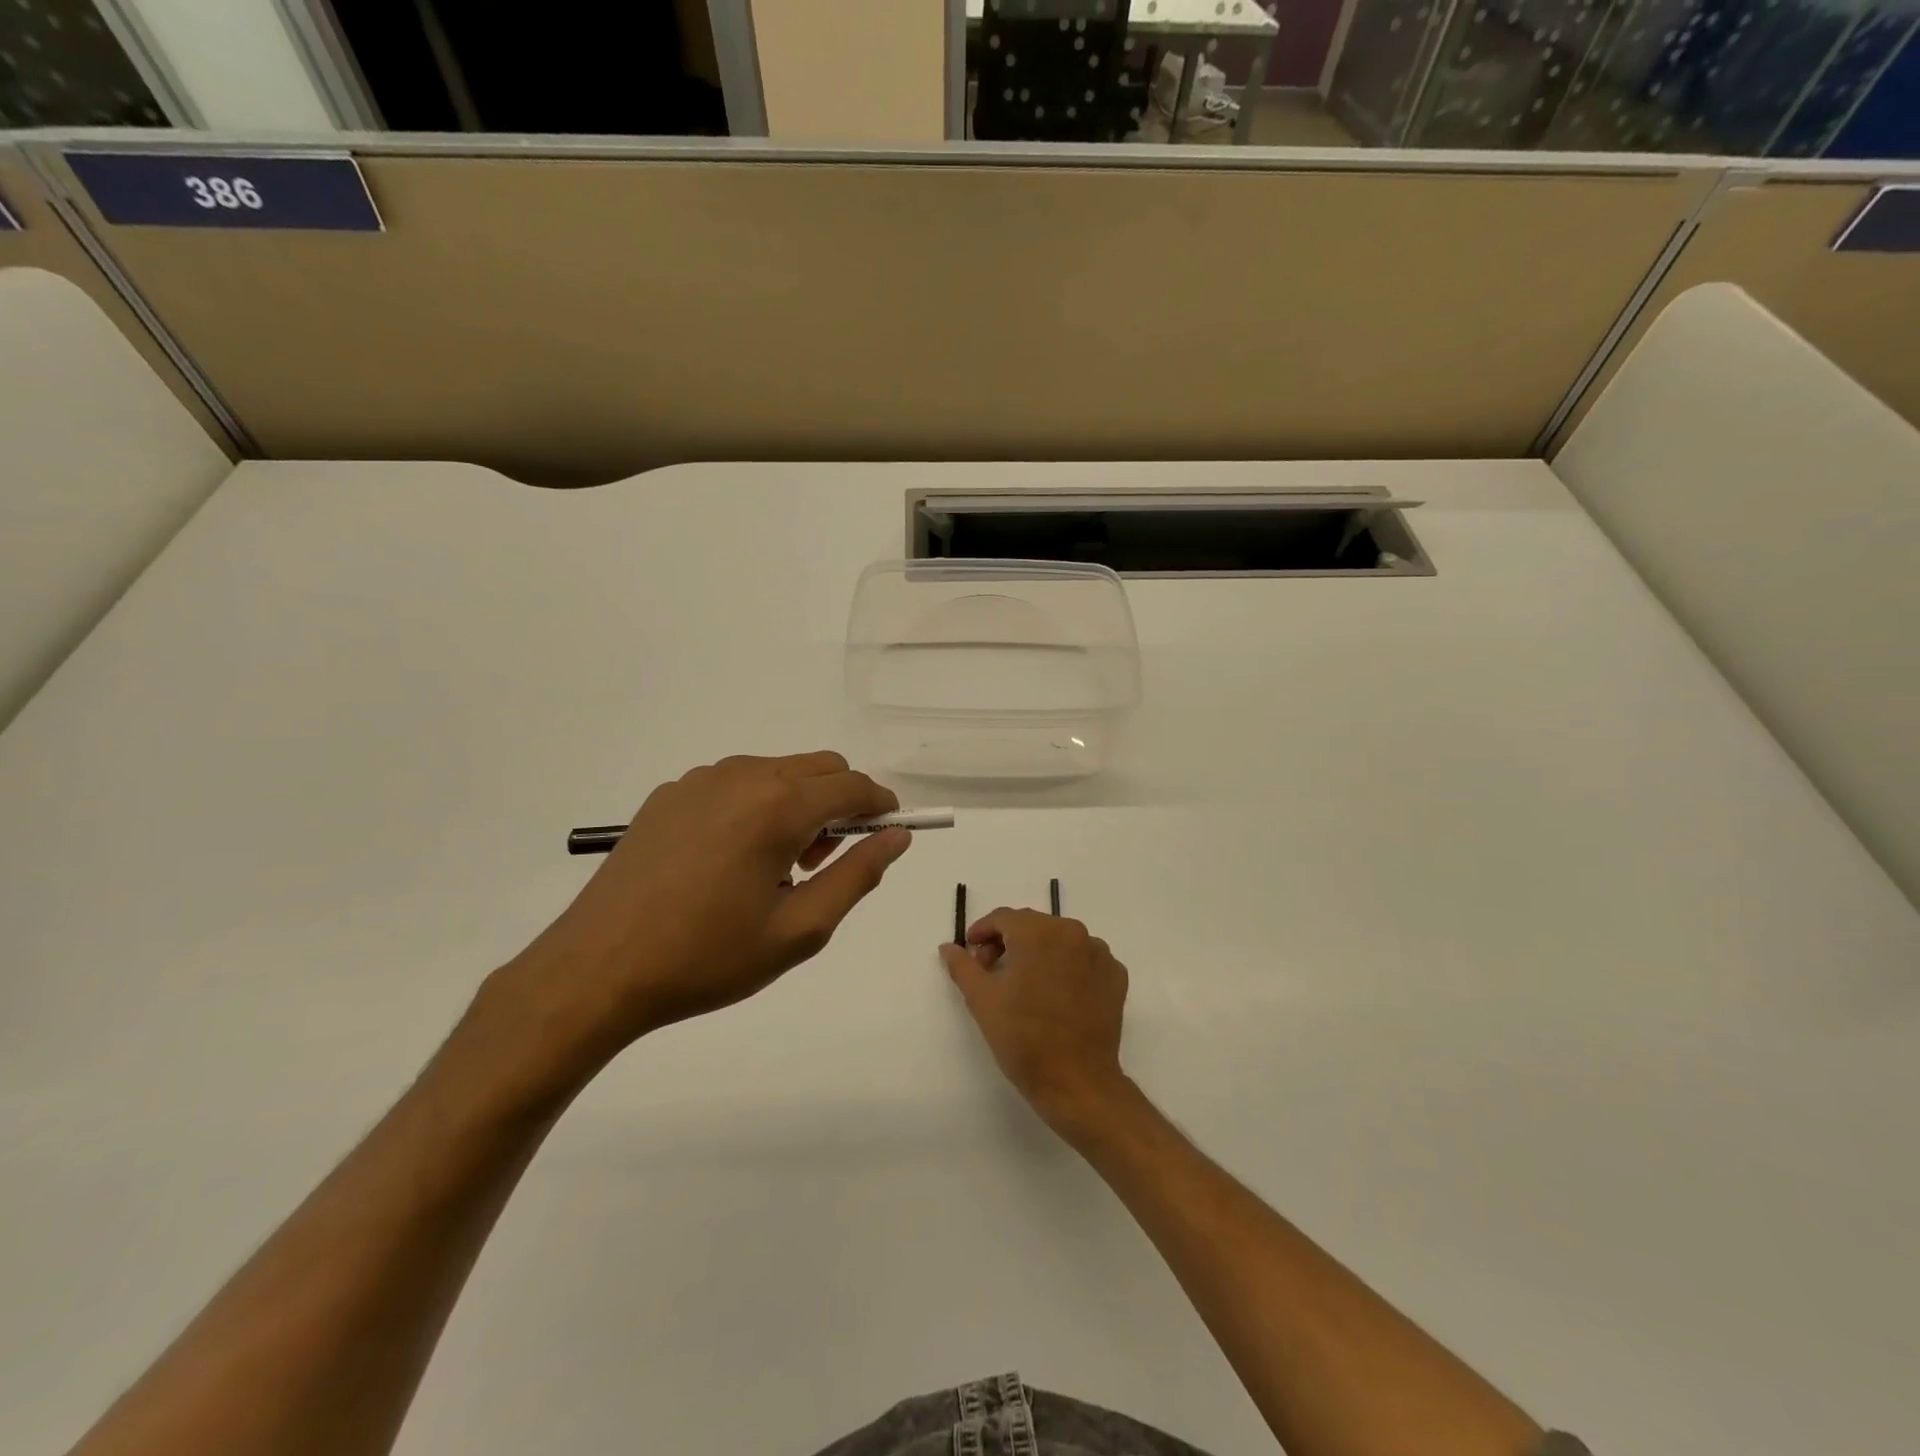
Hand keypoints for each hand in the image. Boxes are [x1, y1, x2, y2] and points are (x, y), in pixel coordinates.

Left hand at [500, 753, 911, 1068]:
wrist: (597, 970)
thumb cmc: (708, 957)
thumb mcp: (799, 929)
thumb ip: (858, 875)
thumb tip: (898, 837)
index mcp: (777, 806)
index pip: (853, 785)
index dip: (881, 805)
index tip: (891, 832)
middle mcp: (741, 777)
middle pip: (818, 767)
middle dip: (840, 803)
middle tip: (825, 861)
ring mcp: (699, 781)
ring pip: (776, 772)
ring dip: (797, 804)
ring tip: (777, 867)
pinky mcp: (669, 795)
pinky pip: (734, 784)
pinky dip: (755, 806)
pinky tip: (730, 861)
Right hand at [940, 908, 1130, 1131]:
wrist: (1076, 1081)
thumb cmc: (1023, 1037)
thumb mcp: (982, 999)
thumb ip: (963, 966)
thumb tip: (949, 947)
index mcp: (1038, 932)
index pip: (1003, 918)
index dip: (982, 932)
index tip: (971, 952)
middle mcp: (1072, 932)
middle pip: (1032, 926)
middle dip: (1009, 942)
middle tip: (992, 971)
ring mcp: (1099, 953)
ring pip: (1060, 940)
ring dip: (1039, 953)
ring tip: (1025, 984)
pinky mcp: (1116, 975)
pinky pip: (1084, 959)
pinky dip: (1068, 967)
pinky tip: (1056, 993)